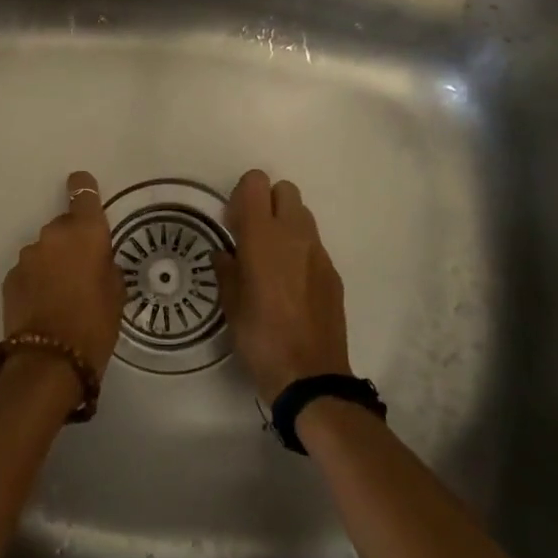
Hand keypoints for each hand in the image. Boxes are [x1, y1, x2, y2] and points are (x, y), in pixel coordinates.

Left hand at [1, 170, 123, 383]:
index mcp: (85, 233)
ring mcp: (27, 256)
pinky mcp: (10, 277)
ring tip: (62, 293)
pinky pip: (30, 270)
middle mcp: (52, 236)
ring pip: (45, 250)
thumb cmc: (95, 324)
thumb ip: (106, 265)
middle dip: (72, 242)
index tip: (83, 187)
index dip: (84, 188)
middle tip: (83, 270)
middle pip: (63, 227)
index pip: (83, 193)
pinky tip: (45, 304)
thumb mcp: (117, 293)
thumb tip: (96, 260)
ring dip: (53, 262)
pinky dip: (37, 280)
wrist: (49, 361)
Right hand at [212, 170, 350, 403]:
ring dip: (284, 224)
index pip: (256, 183)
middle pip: (284, 190)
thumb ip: (226, 270)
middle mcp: (294, 235)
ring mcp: (318, 252)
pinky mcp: (332, 272)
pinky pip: (313, 244)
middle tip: (251, 236)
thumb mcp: (230, 305)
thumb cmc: (260, 338)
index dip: (242, 195)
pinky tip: (289, 285)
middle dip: (266, 203)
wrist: (310, 375)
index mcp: (262, 236)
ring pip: (302, 215)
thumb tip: (224, 253)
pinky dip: (299, 250)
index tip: (233, 223)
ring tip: (270, 260)